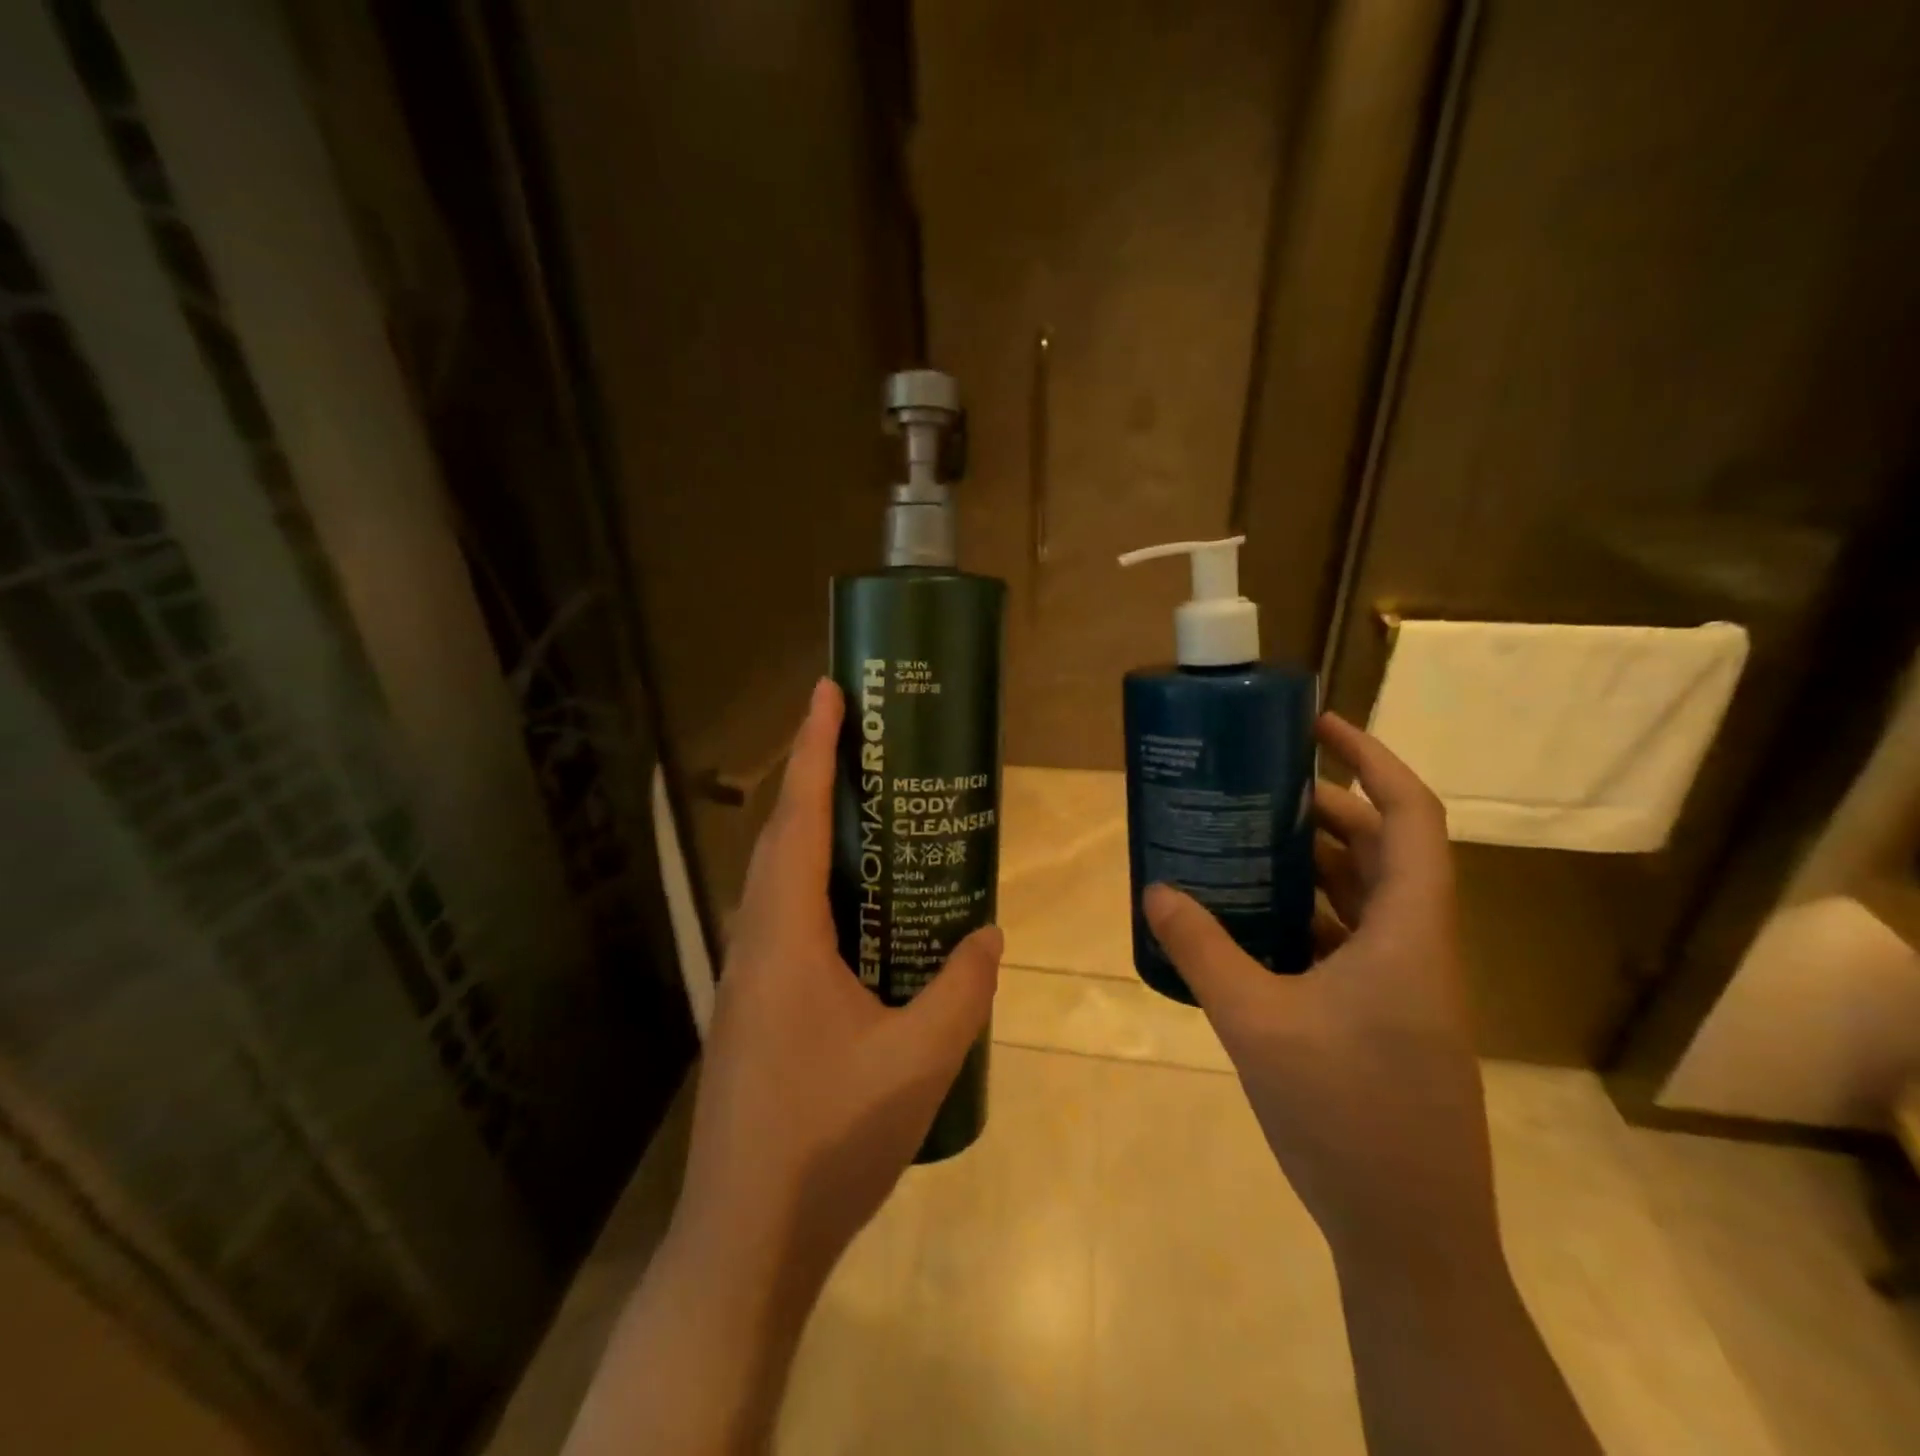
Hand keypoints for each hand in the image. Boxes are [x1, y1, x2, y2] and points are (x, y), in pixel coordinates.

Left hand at [676, 677, 1001, 1286]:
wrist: (747, 1238)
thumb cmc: (828, 1140)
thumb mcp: (919, 1061)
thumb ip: (962, 989)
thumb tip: (988, 934)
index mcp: (786, 937)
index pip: (797, 819)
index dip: (811, 749)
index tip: (827, 693)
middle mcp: (755, 942)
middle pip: (781, 838)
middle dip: (813, 777)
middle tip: (860, 740)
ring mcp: (747, 978)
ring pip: (779, 880)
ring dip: (812, 832)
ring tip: (865, 810)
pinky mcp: (752, 1008)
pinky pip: (785, 919)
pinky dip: (816, 886)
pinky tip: (858, 911)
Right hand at [1143, 713, 1495, 1267]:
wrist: (1408, 1235)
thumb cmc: (1346, 1117)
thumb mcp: (1257, 1023)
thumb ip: (1203, 949)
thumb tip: (1156, 890)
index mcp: (1409, 932)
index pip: (1411, 816)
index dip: (1371, 759)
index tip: (1316, 727)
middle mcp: (1417, 946)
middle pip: (1380, 850)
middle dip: (1321, 809)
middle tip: (1255, 788)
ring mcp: (1404, 985)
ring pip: (1362, 897)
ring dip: (1309, 865)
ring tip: (1242, 842)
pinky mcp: (1384, 1017)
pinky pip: (1347, 941)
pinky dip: (1304, 917)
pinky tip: (1250, 923)